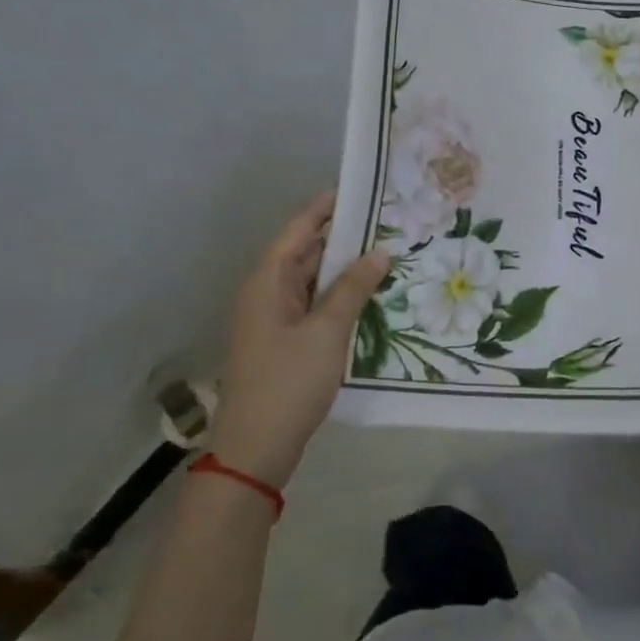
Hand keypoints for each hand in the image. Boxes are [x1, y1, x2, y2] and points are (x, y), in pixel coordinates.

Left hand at [210, 191, 389, 488]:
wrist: (255, 450)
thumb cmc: (288, 382)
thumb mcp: (327, 331)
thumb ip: (353, 288)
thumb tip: (379, 251)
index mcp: (267, 283)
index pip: (297, 231)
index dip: (324, 208)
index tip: (357, 190)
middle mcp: (266, 294)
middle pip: (304, 253)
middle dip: (341, 237)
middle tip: (384, 221)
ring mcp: (273, 320)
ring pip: (310, 281)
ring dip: (342, 268)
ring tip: (383, 251)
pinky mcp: (284, 343)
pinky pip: (313, 305)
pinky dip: (337, 295)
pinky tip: (367, 295)